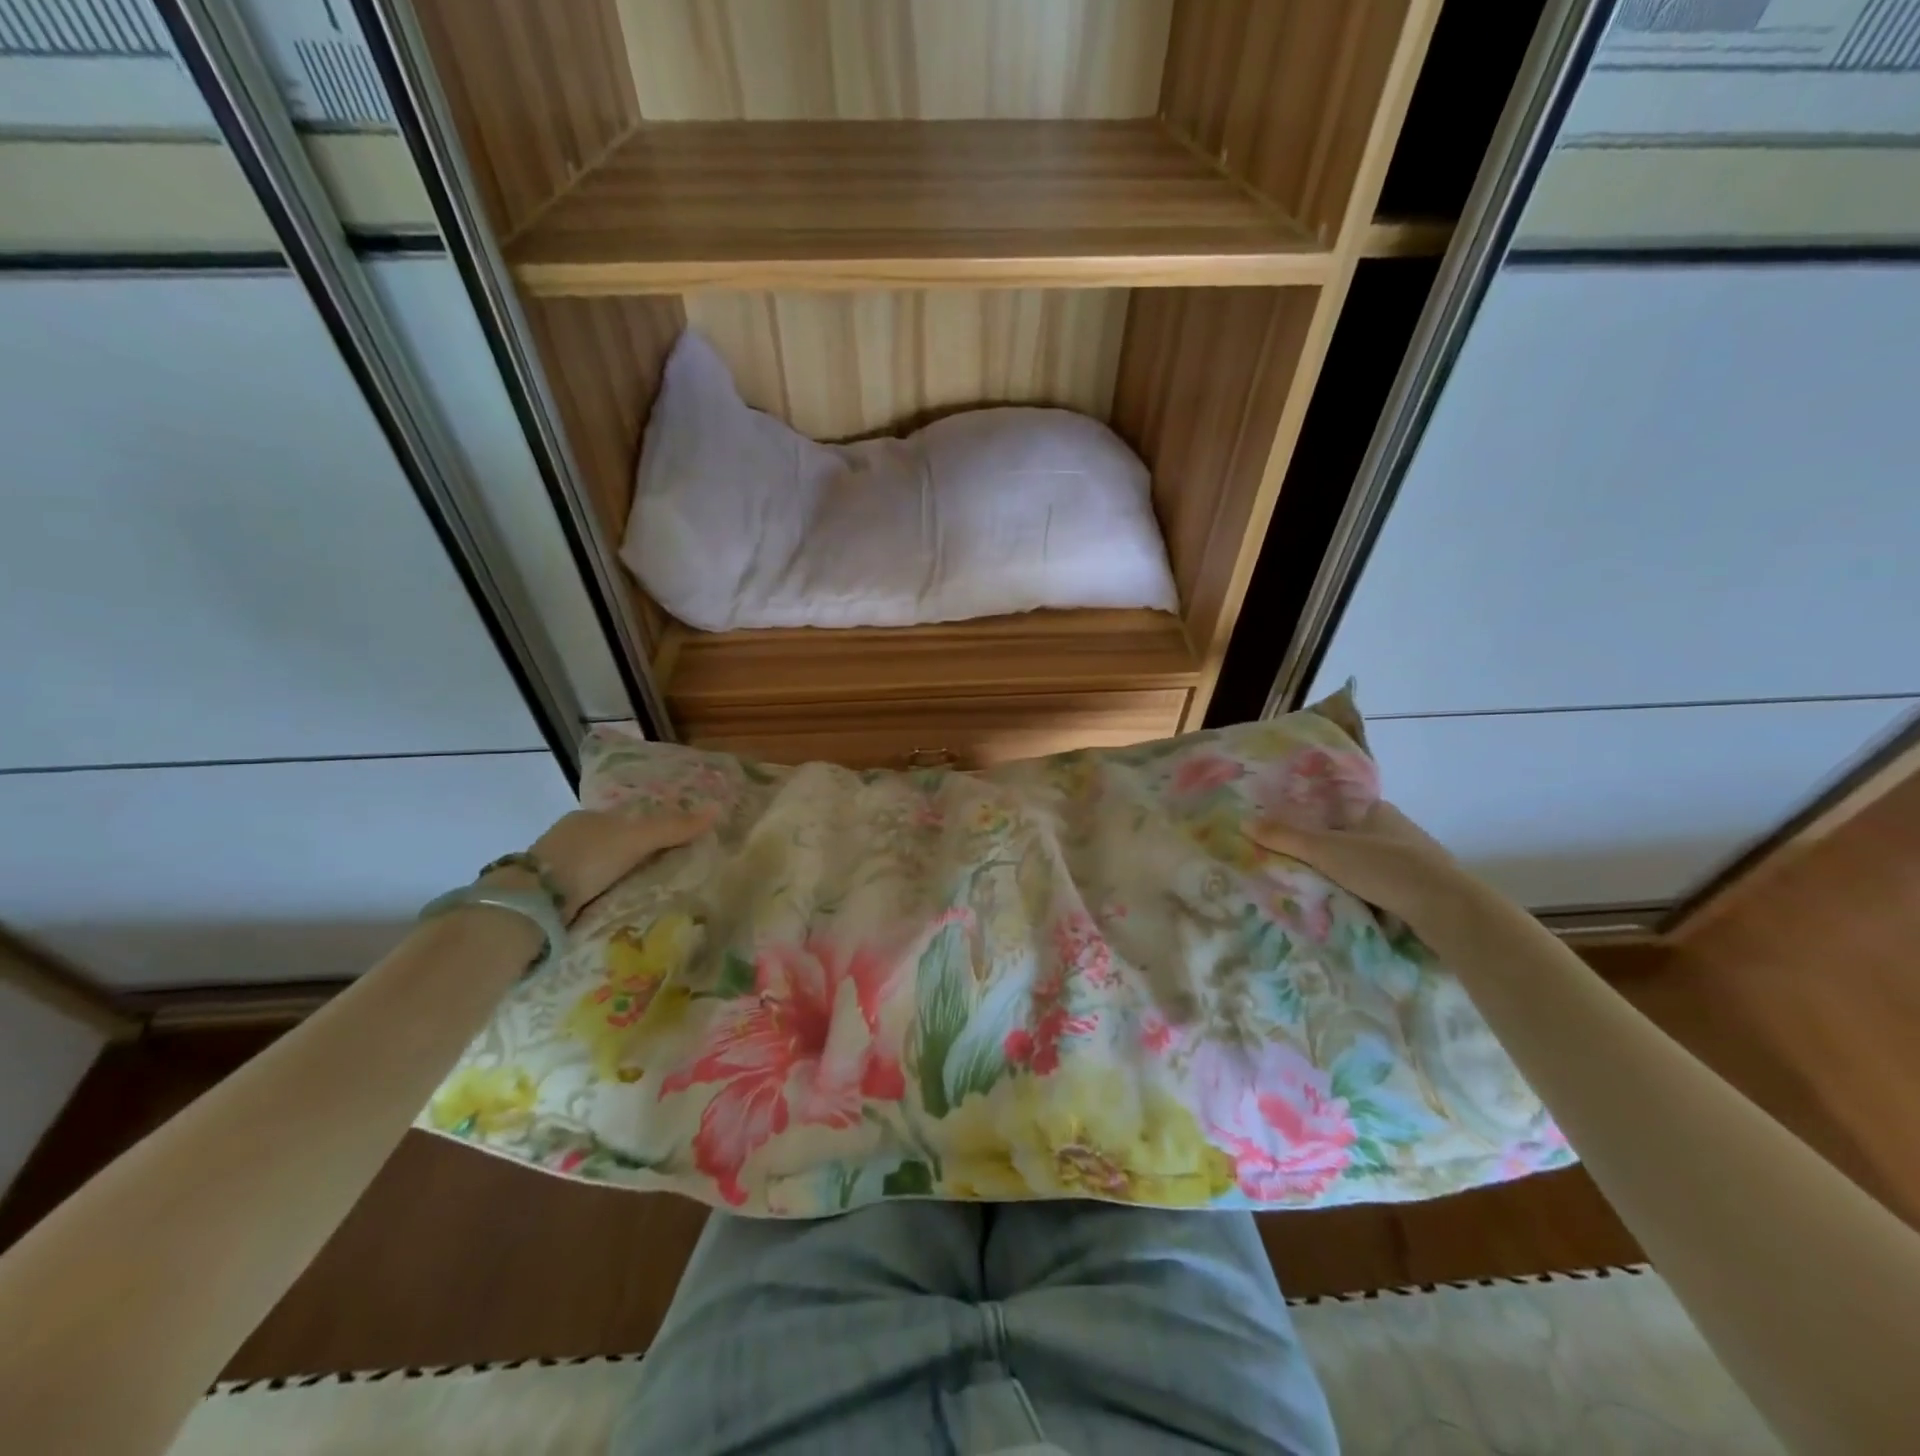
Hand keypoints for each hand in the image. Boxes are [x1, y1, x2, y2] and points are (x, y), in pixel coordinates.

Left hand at [525, 807, 714, 920]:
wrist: (534, 899)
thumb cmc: (588, 857)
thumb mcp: (638, 838)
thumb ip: (674, 827)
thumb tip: (718, 809)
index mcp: (588, 817)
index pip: (626, 820)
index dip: (649, 830)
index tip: (671, 847)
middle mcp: (569, 837)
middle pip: (611, 844)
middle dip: (632, 856)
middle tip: (662, 873)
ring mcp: (554, 867)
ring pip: (595, 869)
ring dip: (614, 879)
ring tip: (642, 893)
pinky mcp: (547, 895)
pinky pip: (582, 891)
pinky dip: (598, 896)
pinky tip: (612, 905)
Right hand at [1249, 799, 1469, 930]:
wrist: (1447, 909)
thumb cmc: (1384, 868)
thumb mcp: (1325, 851)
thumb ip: (1285, 837)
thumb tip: (1243, 822)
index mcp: (1377, 810)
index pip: (1338, 807)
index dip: (1315, 817)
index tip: (1292, 832)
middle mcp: (1398, 829)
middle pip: (1353, 835)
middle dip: (1331, 848)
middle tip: (1300, 862)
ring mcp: (1415, 859)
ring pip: (1370, 862)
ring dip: (1350, 873)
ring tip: (1320, 887)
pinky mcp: (1425, 888)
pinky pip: (1386, 885)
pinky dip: (1369, 892)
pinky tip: (1353, 904)